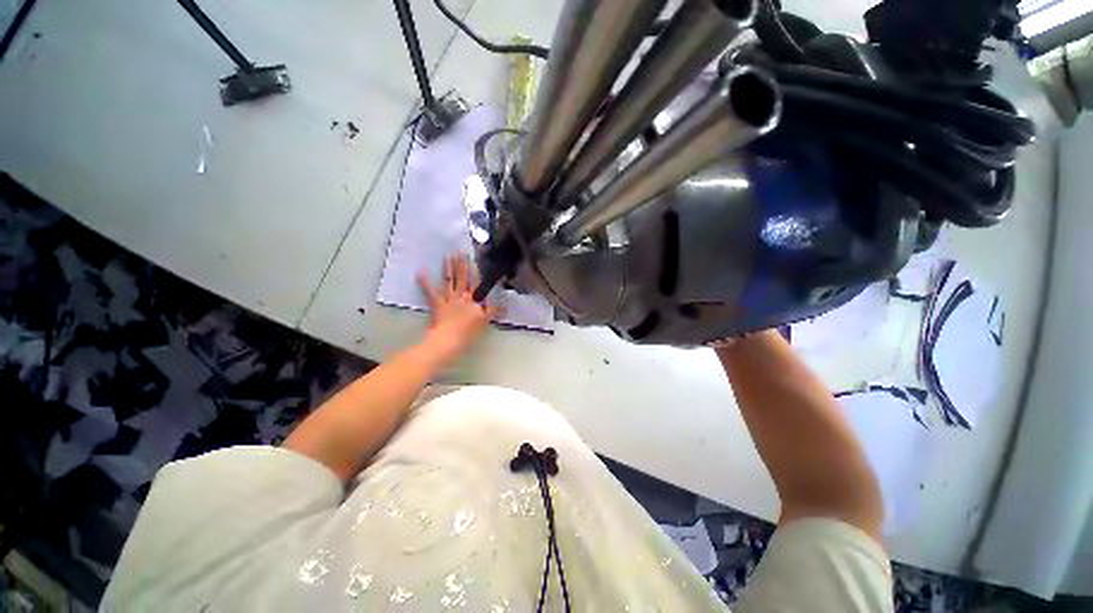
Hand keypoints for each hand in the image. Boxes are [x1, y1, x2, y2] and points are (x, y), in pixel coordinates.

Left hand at [417, 253, 501, 364]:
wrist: (449, 339)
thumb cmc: (468, 332)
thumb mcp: (484, 321)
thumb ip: (492, 311)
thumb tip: (504, 305)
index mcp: (473, 300)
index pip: (476, 282)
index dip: (476, 271)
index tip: (475, 259)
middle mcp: (461, 296)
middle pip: (462, 277)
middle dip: (462, 264)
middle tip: (460, 251)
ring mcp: (448, 299)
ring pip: (449, 280)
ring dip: (448, 267)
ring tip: (448, 255)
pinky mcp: (437, 304)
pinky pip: (430, 292)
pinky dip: (425, 282)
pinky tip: (420, 271)